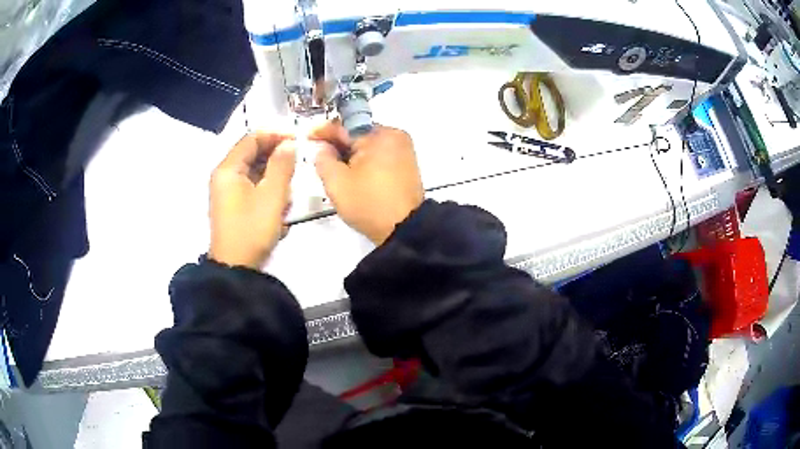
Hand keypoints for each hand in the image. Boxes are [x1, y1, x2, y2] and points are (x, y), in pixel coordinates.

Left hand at [209, 133, 295, 268]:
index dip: (276, 135)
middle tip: (296, 171)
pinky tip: (278, 209)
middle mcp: (224, 176)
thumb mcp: (272, 196)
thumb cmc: (252, 230)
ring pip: (255, 172)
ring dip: (274, 179)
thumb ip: (282, 165)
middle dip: (276, 160)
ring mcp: (227, 192)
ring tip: (286, 198)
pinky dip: (267, 192)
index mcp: (228, 169)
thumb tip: (289, 144)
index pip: (252, 138)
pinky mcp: (232, 205)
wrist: (236, 269)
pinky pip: (252, 188)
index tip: (298, 141)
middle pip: (253, 154)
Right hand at [311, 122, 423, 244]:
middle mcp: (395, 136)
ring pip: (368, 145)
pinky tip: (354, 175)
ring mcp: (404, 150)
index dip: (323, 131)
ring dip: (351, 154)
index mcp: (379, 135)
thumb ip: (323, 159)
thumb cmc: (368, 203)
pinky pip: (379, 155)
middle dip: (338, 145)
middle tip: (320, 158)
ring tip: (336, 170)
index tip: (307, 137)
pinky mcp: (407, 164)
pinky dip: (365, 161)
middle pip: (357, 134)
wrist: (404, 229)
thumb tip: (323, 147)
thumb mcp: (337, 182)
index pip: (344, 127)